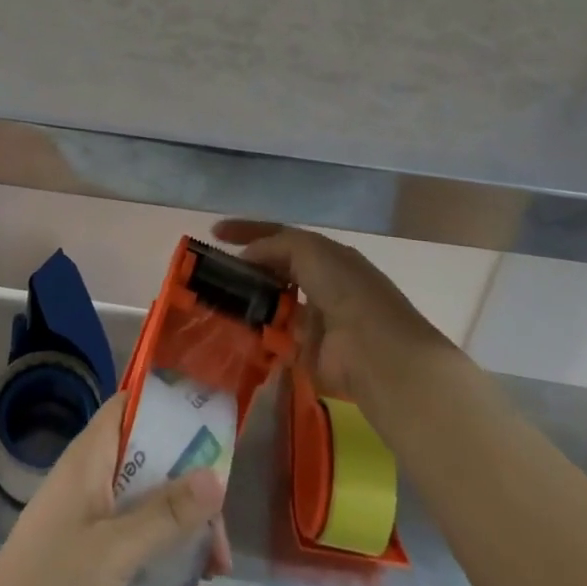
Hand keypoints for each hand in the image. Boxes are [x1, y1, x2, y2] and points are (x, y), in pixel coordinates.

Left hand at [0, 394, 227, 585]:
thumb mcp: (114, 551)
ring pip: (146, 494)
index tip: (212, 422)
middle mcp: (91, 473)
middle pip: (148, 453)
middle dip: (189, 477)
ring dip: (182, 517)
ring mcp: (90, 510)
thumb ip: (165, 513)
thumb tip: (217, 475)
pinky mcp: (90, 547)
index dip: (170, 405)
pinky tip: (188, 574)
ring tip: (216, 561)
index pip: (131, 404)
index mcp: (90, 455)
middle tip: (223, 518)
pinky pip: (136, 527)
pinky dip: (163, 542)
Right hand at [211, 220, 451, 417]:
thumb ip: (272, 246)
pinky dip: (256, 334)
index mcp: (325, 255)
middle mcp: (321, 283)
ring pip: (272, 304)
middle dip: (247, 269)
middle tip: (211, 272)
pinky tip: (231, 329)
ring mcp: (315, 320)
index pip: (280, 236)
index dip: (247, 231)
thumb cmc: (344, 288)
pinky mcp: (308, 354)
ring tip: (214, 299)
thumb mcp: (307, 249)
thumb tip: (245, 257)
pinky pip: (274, 339)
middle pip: (275, 270)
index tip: (215, 233)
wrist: (374, 350)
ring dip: (249, 302)